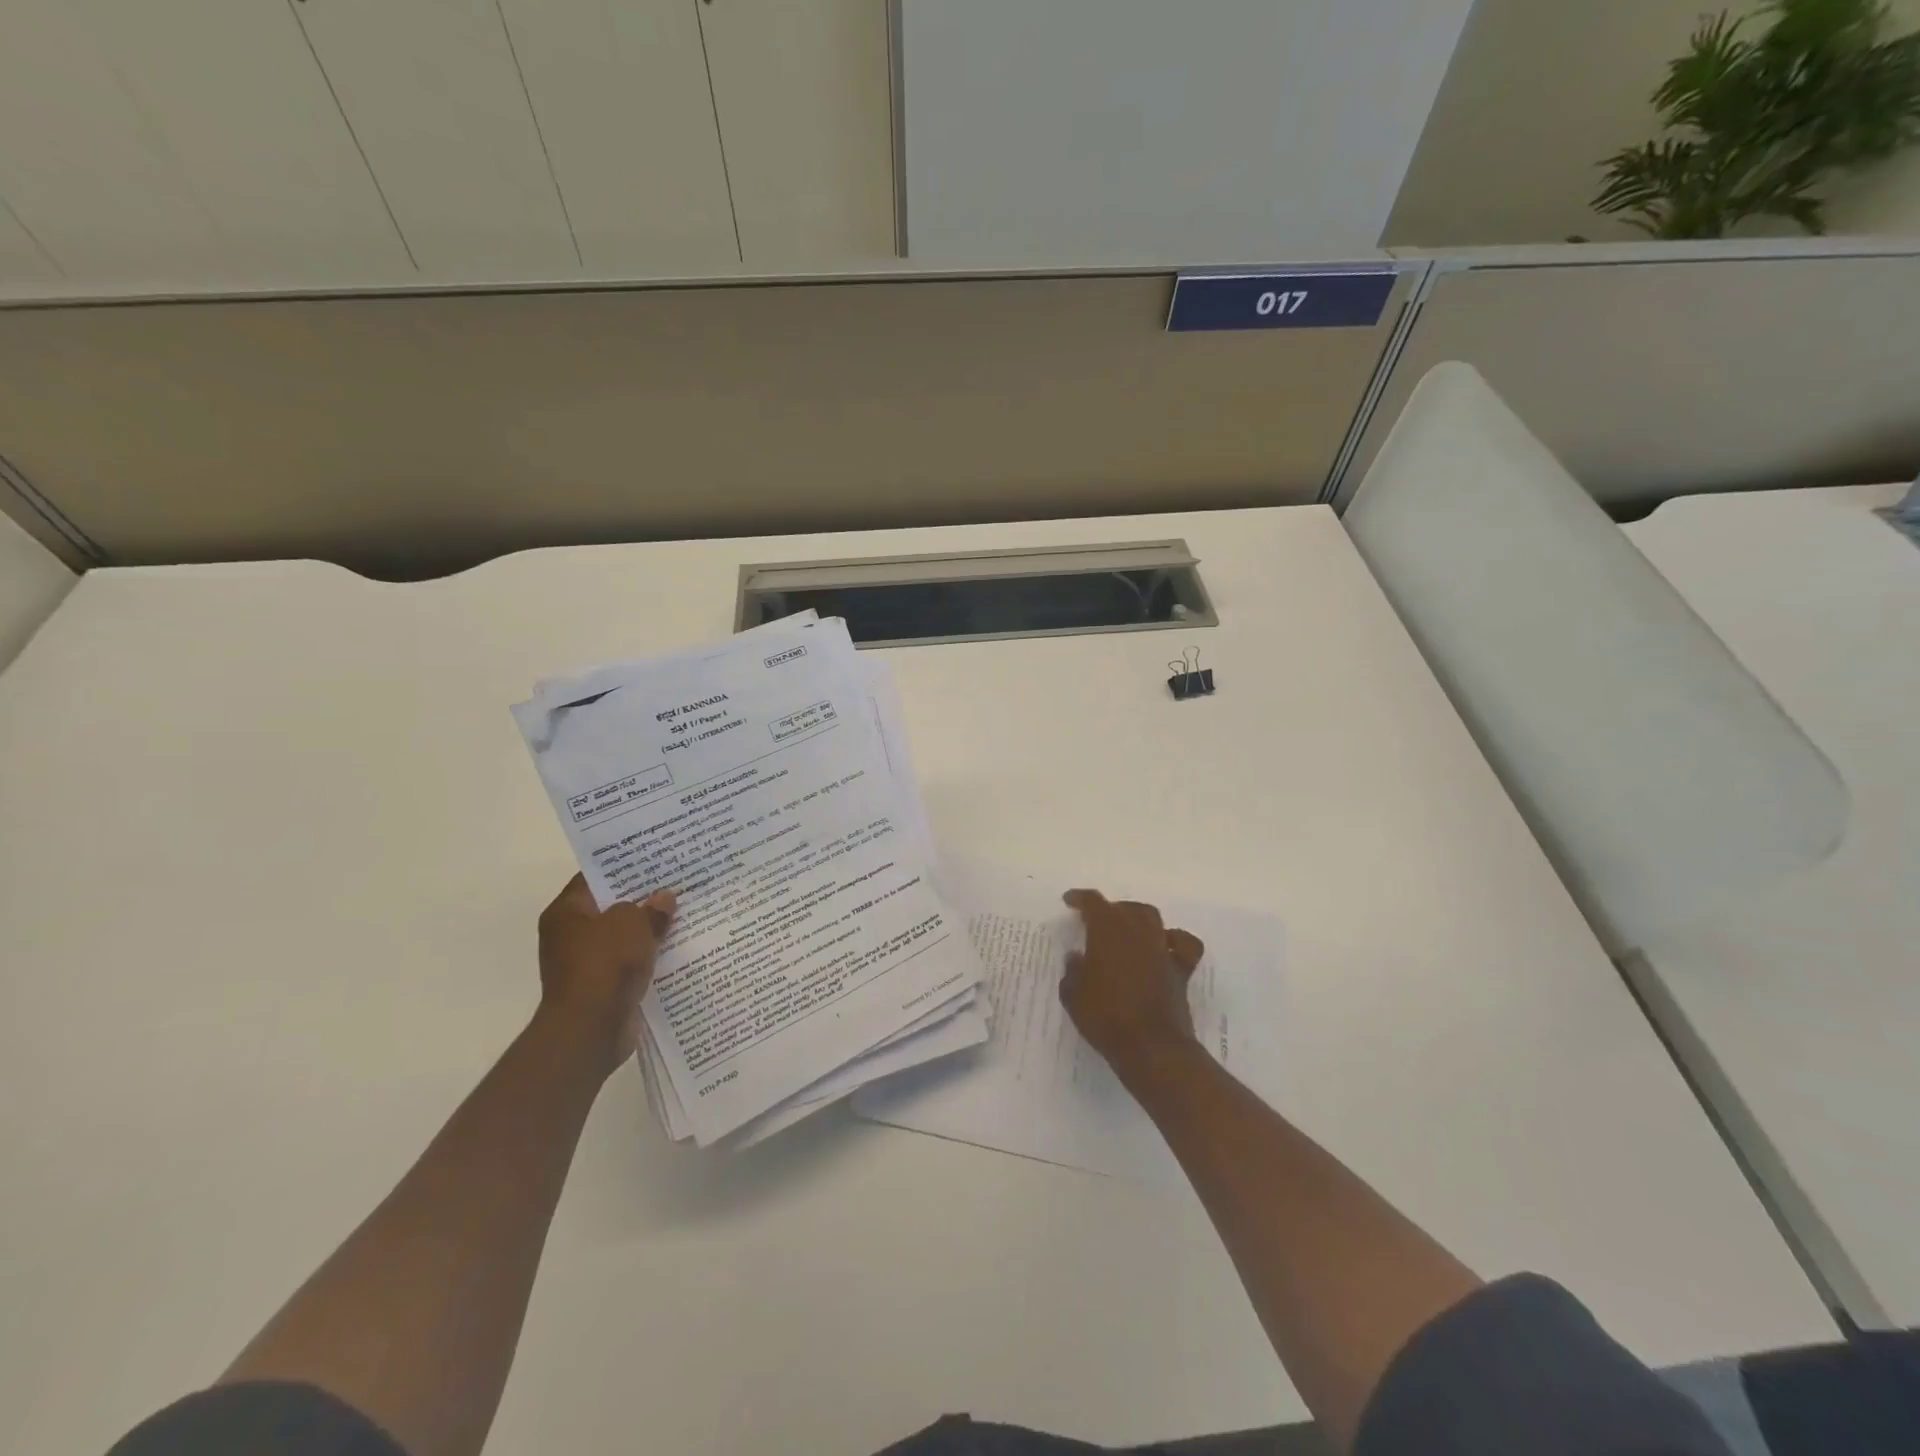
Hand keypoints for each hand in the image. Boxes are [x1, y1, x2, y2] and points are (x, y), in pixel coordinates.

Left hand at [536, 874, 675, 1079]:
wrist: (590, 1030)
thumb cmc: (604, 965)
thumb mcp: (632, 923)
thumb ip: (649, 908)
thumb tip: (664, 899)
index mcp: (566, 912)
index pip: (595, 878)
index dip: (625, 866)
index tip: (655, 858)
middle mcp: (570, 936)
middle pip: (611, 908)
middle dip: (642, 899)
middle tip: (677, 883)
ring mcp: (585, 964)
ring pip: (624, 937)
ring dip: (649, 930)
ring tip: (684, 913)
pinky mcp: (602, 988)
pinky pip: (630, 963)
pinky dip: (649, 957)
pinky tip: (677, 948)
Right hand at [1060, 889, 1204, 1084]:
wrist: (1151, 1047)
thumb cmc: (1105, 1018)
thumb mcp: (1073, 996)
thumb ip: (1072, 972)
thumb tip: (1076, 957)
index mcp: (1107, 931)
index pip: (1093, 902)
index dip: (1080, 898)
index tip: (1070, 901)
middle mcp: (1137, 931)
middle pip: (1125, 908)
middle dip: (1109, 910)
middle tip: (1096, 923)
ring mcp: (1162, 949)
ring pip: (1152, 918)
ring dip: (1137, 918)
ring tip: (1126, 930)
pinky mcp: (1180, 970)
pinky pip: (1183, 944)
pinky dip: (1174, 940)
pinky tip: (1165, 946)